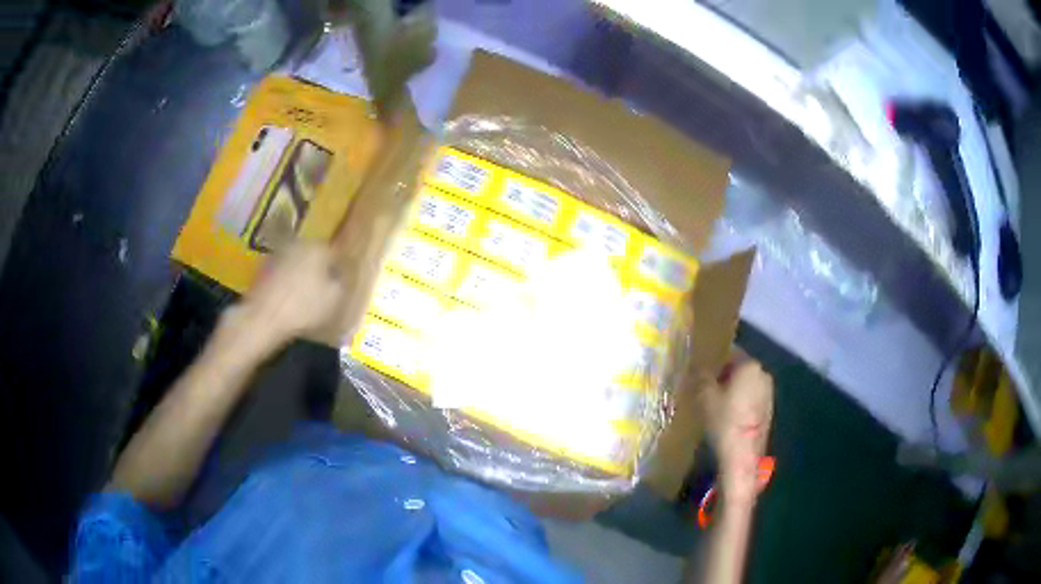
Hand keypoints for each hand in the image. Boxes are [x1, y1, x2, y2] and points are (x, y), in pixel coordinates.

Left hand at [220, 243, 344, 355]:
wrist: (263, 318)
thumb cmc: (303, 308)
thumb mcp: (334, 298)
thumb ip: (340, 282)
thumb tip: (339, 275)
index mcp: (318, 247)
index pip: (334, 254)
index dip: (338, 269)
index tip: (339, 283)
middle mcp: (297, 244)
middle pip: (313, 255)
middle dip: (318, 269)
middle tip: (322, 288)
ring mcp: (278, 255)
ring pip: (296, 263)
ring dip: (301, 275)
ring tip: (305, 296)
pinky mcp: (263, 269)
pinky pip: (282, 274)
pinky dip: (286, 283)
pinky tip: (288, 300)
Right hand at [703, 358, 773, 506]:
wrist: (743, 456)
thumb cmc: (724, 421)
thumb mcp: (704, 396)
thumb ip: (700, 375)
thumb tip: (697, 365)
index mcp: (750, 365)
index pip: (729, 351)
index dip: (712, 359)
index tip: (699, 369)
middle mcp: (763, 374)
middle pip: (739, 367)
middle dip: (722, 375)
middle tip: (703, 387)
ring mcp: (768, 393)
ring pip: (746, 383)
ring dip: (732, 389)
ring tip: (713, 403)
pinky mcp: (768, 410)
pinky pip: (751, 398)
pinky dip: (739, 402)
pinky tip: (727, 416)